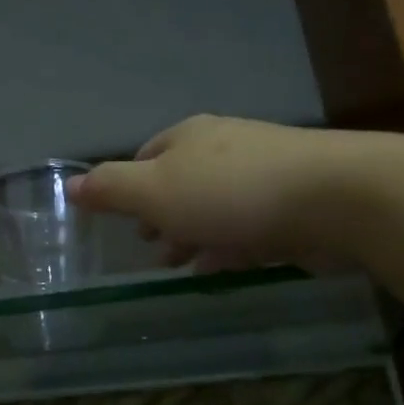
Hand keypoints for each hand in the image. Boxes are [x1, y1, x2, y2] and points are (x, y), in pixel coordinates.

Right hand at [66, 115, 376, 271]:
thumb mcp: (155, 191)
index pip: (146, 156)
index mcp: (187, 138)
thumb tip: (69, 185)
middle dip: (163, 216)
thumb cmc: (230, 192)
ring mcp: (263, 174)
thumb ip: (110, 189)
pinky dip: (228, 245)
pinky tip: (221, 267)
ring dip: (194, 235)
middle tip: (152, 251)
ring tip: (181, 266)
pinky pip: (248, 225)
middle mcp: (224, 148)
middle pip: (181, 182)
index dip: (130, 189)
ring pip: (215, 207)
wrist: (334, 197)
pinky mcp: (293, 204)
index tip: (124, 222)